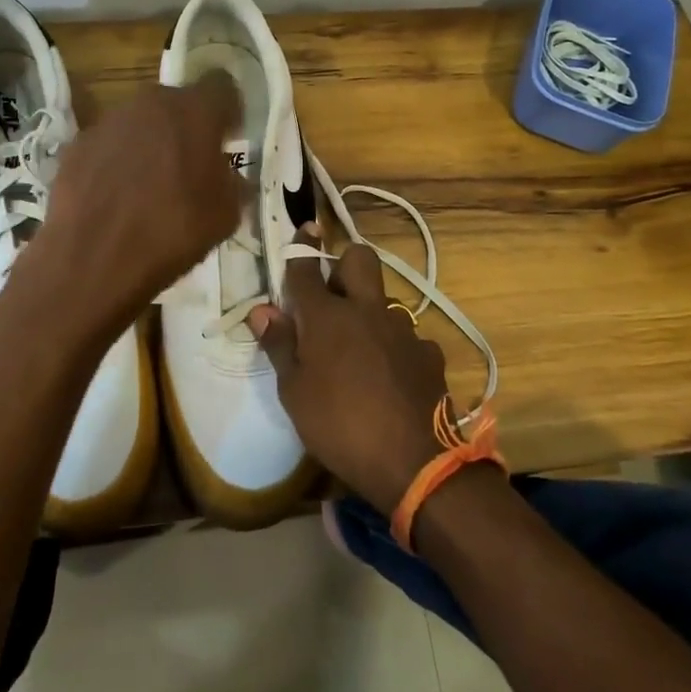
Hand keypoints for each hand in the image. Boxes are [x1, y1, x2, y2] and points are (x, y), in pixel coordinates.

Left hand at [29, 73, 243, 313]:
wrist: (94, 258)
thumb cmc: (173, 231)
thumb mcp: (226, 215)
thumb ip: (233, 183)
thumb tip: (230, 176)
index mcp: (195, 111)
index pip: (222, 86)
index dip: (228, 111)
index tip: (228, 138)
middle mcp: (151, 103)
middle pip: (177, 103)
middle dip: (187, 128)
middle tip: (190, 166)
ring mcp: (109, 121)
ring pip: (140, 122)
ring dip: (150, 144)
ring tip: (149, 186)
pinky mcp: (78, 144)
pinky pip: (109, 145)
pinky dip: (116, 162)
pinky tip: (116, 197)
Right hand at [249, 228, 448, 515]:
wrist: (416, 463)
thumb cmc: (340, 426)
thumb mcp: (295, 393)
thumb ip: (279, 346)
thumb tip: (261, 310)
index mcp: (328, 317)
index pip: (307, 269)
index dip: (301, 247)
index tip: (303, 228)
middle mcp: (367, 310)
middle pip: (360, 259)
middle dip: (345, 262)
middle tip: (332, 293)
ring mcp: (403, 329)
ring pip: (384, 299)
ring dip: (369, 311)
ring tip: (359, 348)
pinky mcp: (429, 353)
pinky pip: (408, 336)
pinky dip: (394, 346)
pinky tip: (390, 375)